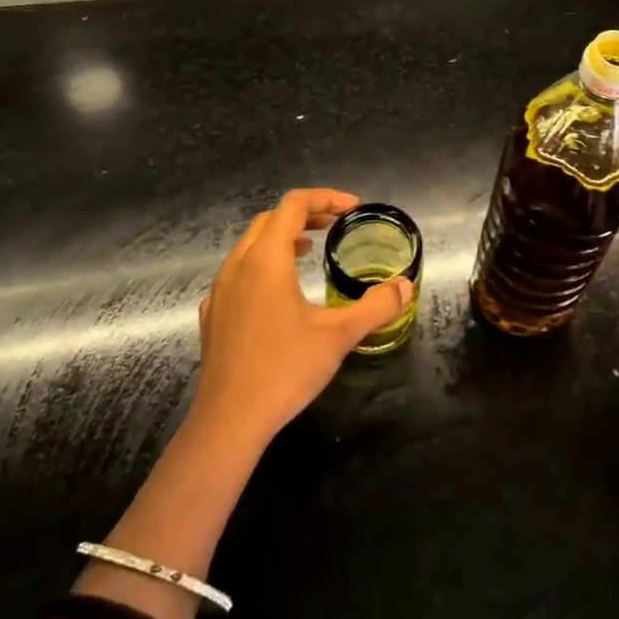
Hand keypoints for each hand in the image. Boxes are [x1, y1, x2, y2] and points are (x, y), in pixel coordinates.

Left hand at [192, 189, 412, 447]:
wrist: (229, 421)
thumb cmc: (285, 370)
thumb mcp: (340, 336)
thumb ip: (376, 306)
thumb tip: (406, 286)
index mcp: (267, 260)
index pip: (294, 204)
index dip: (326, 198)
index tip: (353, 209)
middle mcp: (238, 266)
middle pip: (270, 219)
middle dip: (306, 213)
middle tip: (336, 224)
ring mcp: (220, 291)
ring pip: (250, 245)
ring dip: (283, 237)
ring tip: (311, 249)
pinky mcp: (212, 315)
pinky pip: (238, 272)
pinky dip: (263, 264)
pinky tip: (280, 293)